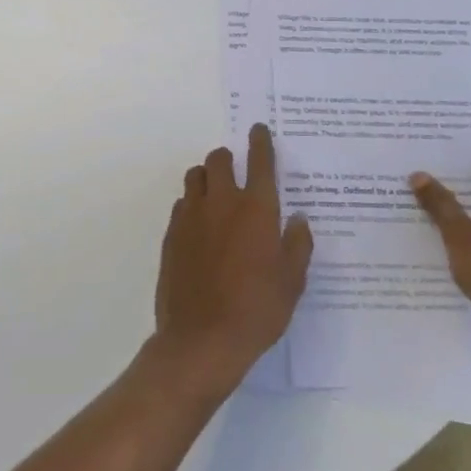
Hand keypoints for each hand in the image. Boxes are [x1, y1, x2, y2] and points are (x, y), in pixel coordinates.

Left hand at [152, 124, 312, 393]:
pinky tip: (200, 226)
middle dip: (228, 159)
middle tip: (237, 171)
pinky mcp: (171, 235)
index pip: (260, 161)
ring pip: (195, 177)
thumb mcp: (292, 282)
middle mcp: (222, 203)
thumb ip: (297, 245)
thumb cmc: (257, 311)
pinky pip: (181, 204)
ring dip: (207, 177)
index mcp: (257, 209)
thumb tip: (298, 220)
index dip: (260, 142)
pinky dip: (192, 204)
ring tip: (217, 195)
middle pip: (219, 160)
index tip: (259, 130)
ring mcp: (192, 217)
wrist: (202, 341)